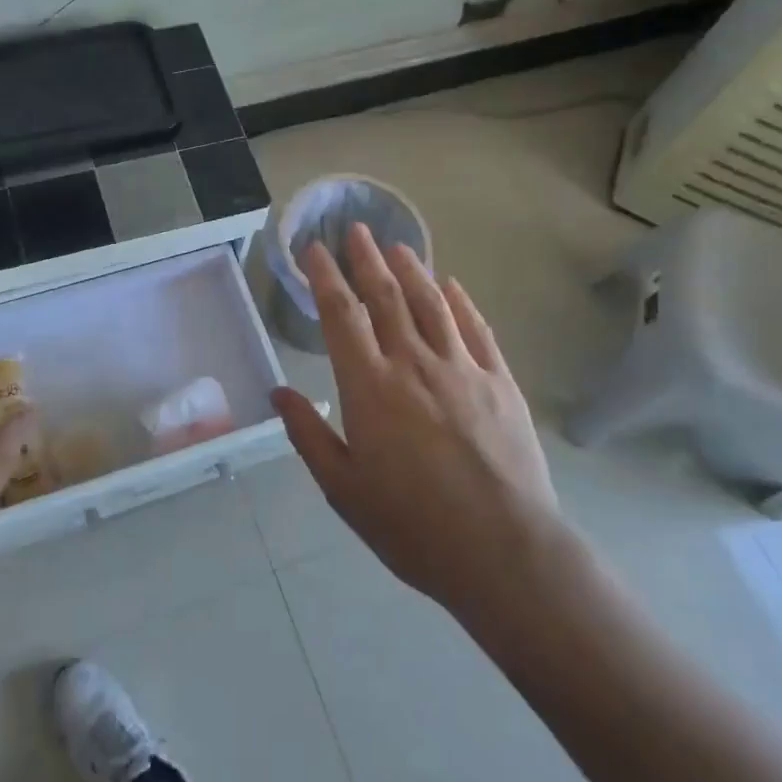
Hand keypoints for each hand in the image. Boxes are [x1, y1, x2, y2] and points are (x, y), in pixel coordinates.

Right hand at [271, 223, 566, 616]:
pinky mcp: (499, 382)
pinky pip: (475, 329)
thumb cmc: (411, 526)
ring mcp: (461, 369)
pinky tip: (451, 286)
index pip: (341, 316)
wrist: (503, 552)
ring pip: (431, 304)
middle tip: (355, 230)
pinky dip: (460, 302)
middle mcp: (413, 364)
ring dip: (412, 270)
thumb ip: (309, 434)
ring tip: (398, 245)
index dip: (325, 278)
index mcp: (369, 388)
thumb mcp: (343, 489)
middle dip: (366, 260)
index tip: (315, 250)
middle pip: (385, 297)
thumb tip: (279, 391)